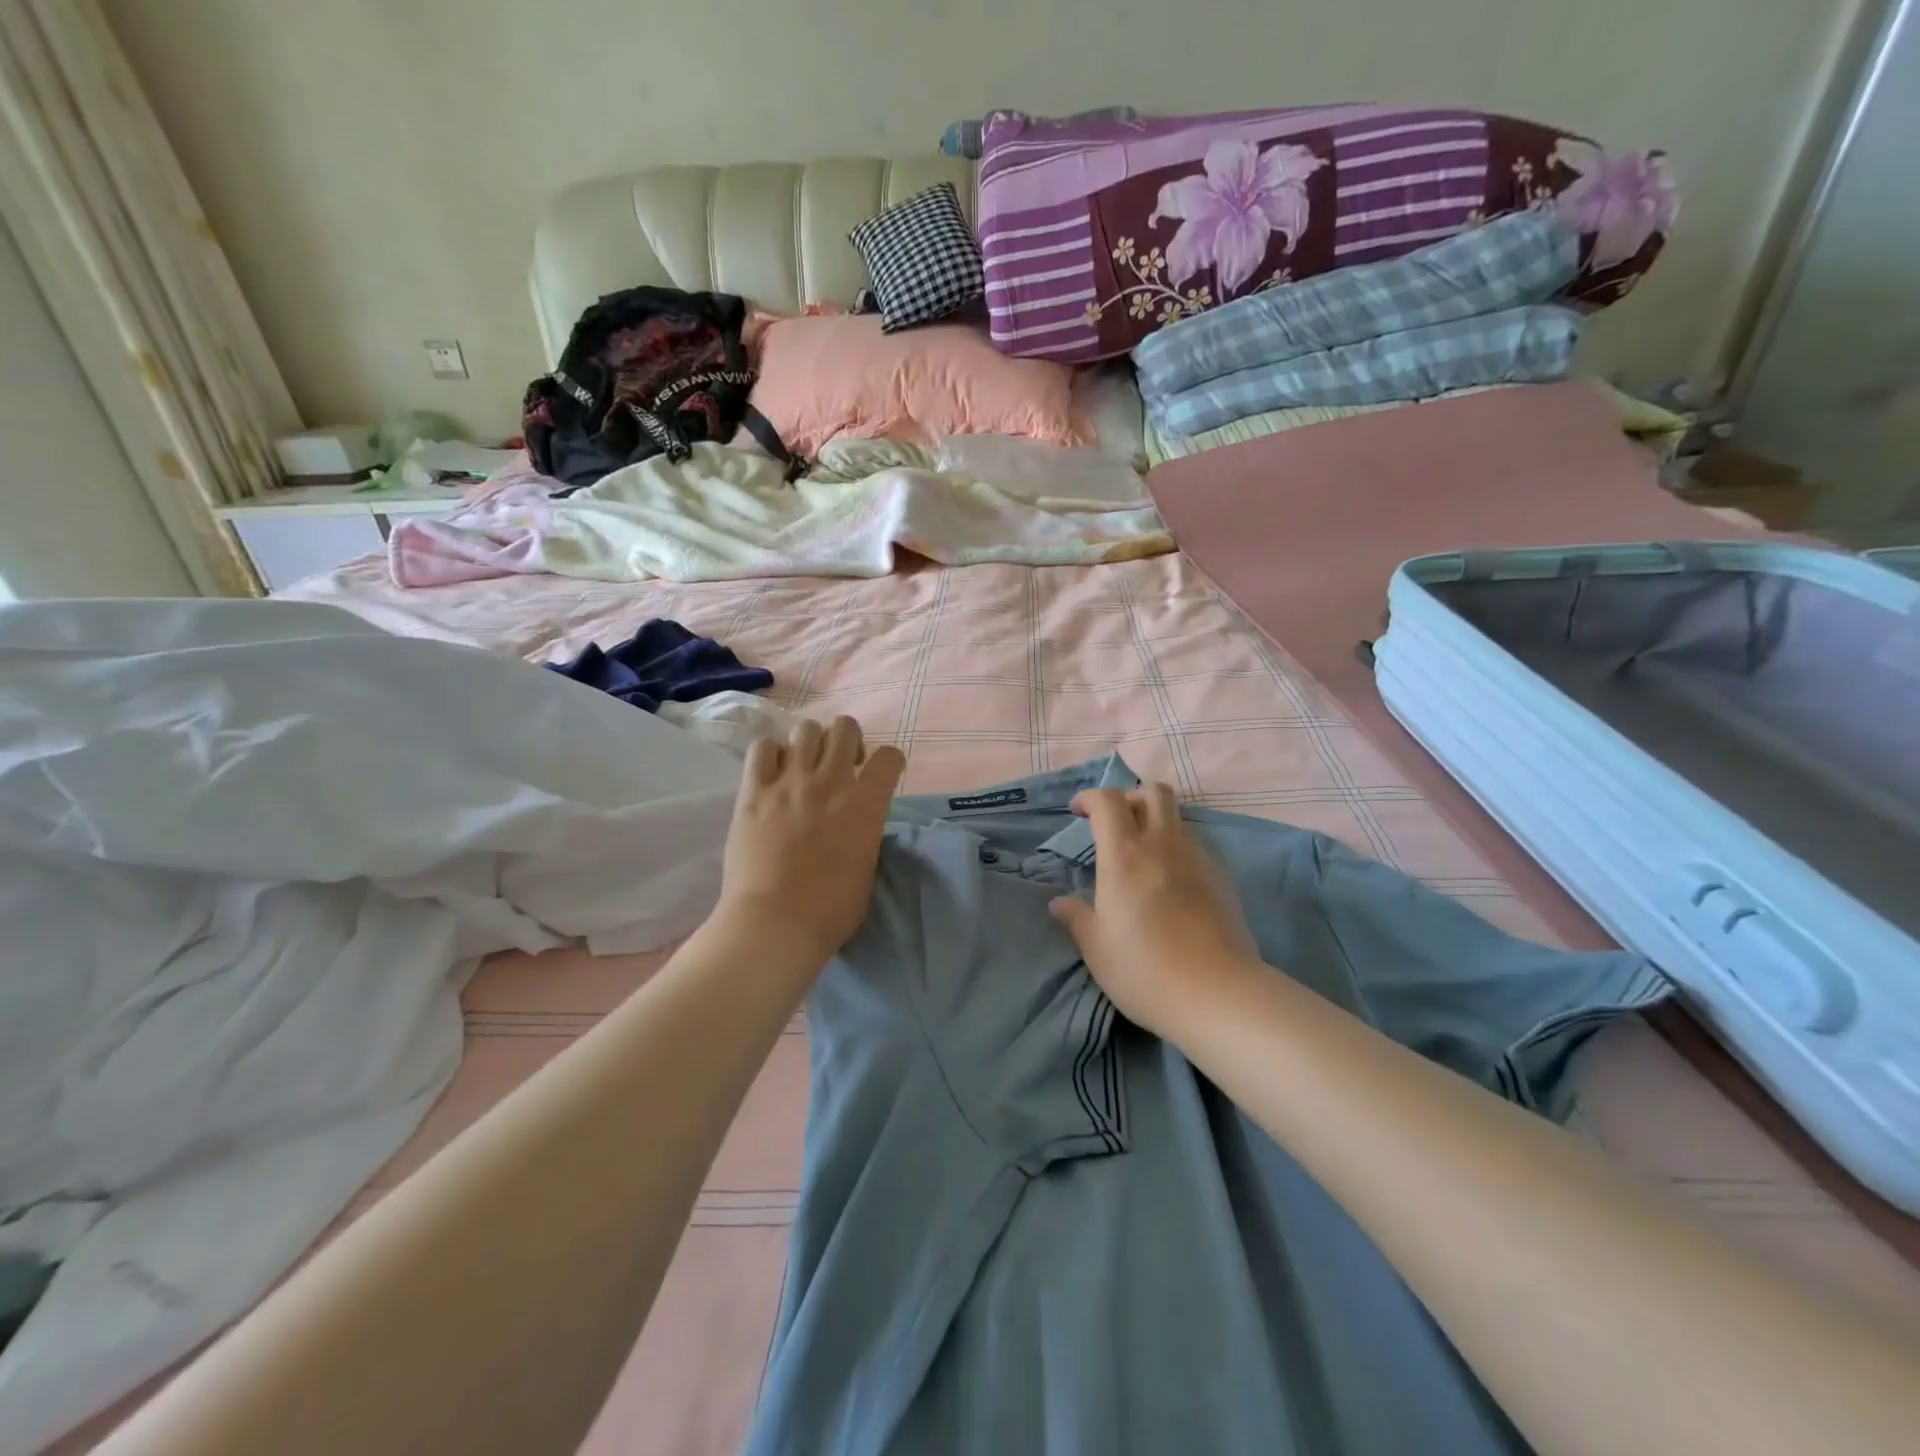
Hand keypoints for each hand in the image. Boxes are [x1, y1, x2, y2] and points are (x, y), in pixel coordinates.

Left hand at [712, 716, 905, 969]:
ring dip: (812, 743)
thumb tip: (858, 821)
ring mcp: (789, 782)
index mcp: (866, 804)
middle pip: (845, 728)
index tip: (881, 775)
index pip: (889, 757)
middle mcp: (830, 782)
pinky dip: (771, 754)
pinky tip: (773, 773)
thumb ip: (866, 832)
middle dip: (849, 742)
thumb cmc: (831, 910)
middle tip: (842, 767)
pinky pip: (762, 748)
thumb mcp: (868, 868)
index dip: (889, 762)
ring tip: (805, 767)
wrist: (774, 924)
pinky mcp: (753, 792)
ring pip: (806, 730)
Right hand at [1048, 783, 1261, 1039]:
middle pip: (1154, 792)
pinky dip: (1179, 852)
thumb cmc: (1144, 969)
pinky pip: (1196, 848)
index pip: (1107, 801)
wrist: (1218, 993)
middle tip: (1117, 823)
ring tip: (1144, 858)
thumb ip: (1076, 918)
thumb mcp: (1096, 947)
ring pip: (1178, 819)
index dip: (1090, 797)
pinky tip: (1172, 886)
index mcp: (1125, 855)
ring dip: (1158, 825)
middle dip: (1132, 797)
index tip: (1078, 812)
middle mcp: (1163, 845)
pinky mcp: (1223, 880)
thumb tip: (1059, 903)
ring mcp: (1198, 859)